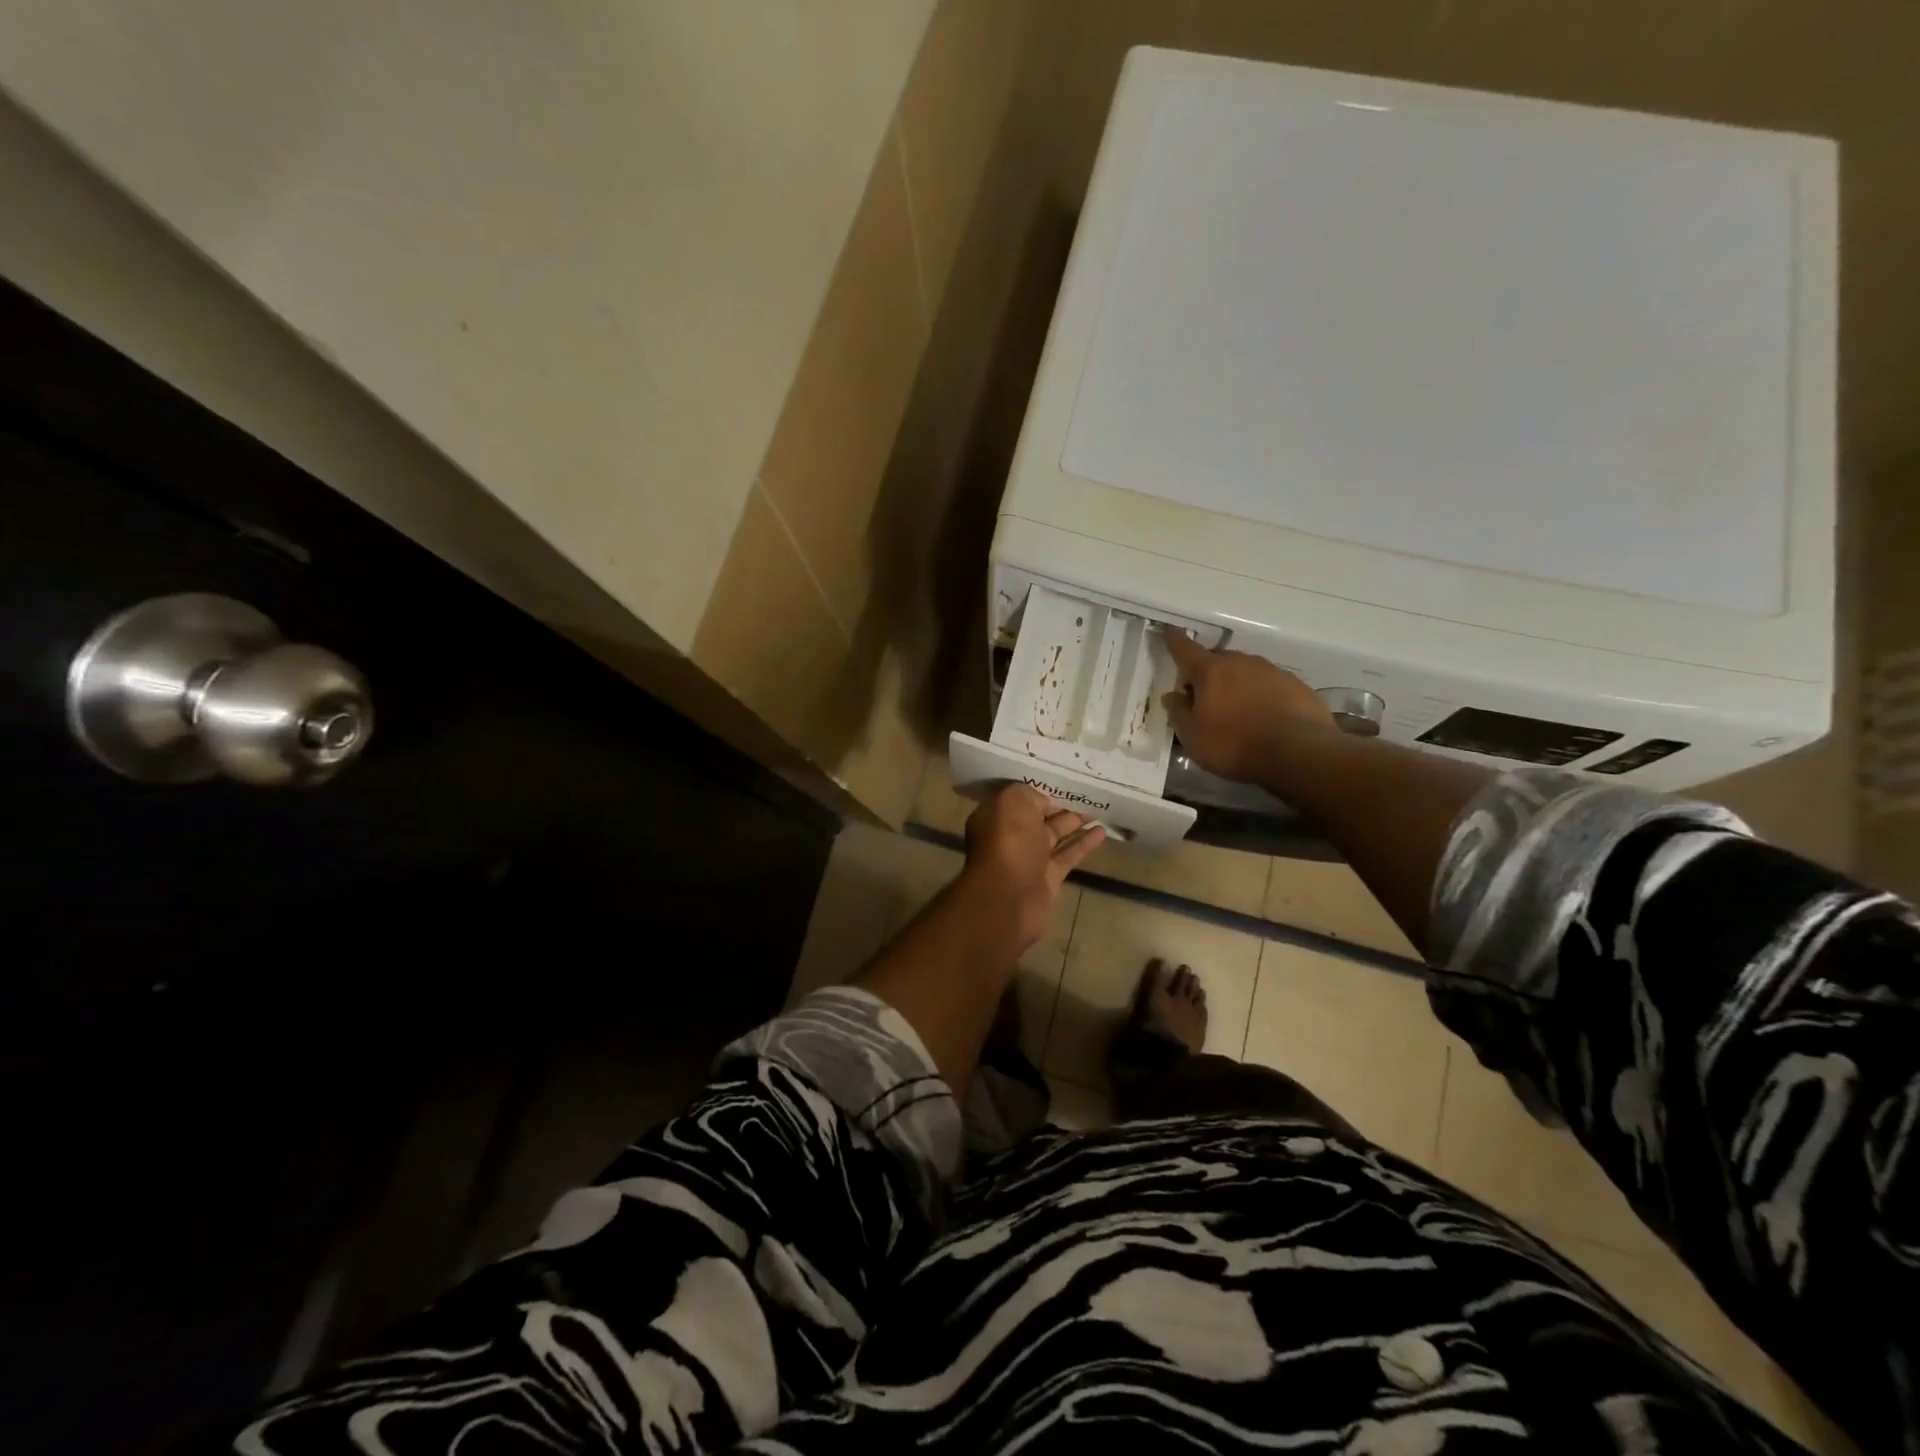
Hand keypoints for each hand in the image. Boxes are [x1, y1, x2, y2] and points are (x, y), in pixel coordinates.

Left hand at [960, 785, 1105, 950]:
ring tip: (1099, 810)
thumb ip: (1028, 794)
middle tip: (1085, 794)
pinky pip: (1068, 855)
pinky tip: (1103, 831)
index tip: (1059, 783)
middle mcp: (1009, 838)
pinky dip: (1084, 844)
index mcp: (995, 818)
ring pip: (1055, 836)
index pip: (1018, 800)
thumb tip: (1043, 801)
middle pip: (1037, 818)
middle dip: (1059, 807)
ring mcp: (1029, 860)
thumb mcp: (1013, 802)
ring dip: (1075, 824)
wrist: (1010, 896)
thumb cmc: (1008, 841)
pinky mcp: (1048, 879)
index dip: (1038, 792)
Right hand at [1161, 629, 1336, 782]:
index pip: (1186, 649)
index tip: (1169, 632)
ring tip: (1236, 710)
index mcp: (1210, 671)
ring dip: (1236, 684)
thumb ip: (1179, 712)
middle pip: (1218, 660)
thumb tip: (1172, 695)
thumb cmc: (1233, 744)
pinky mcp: (1297, 686)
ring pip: (1246, 671)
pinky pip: (1270, 685)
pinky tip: (1264, 717)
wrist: (1297, 753)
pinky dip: (1261, 695)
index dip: (1175, 641)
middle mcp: (1241, 662)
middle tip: (1203, 698)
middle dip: (1207, 673)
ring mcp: (1272, 671)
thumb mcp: (1193, 736)